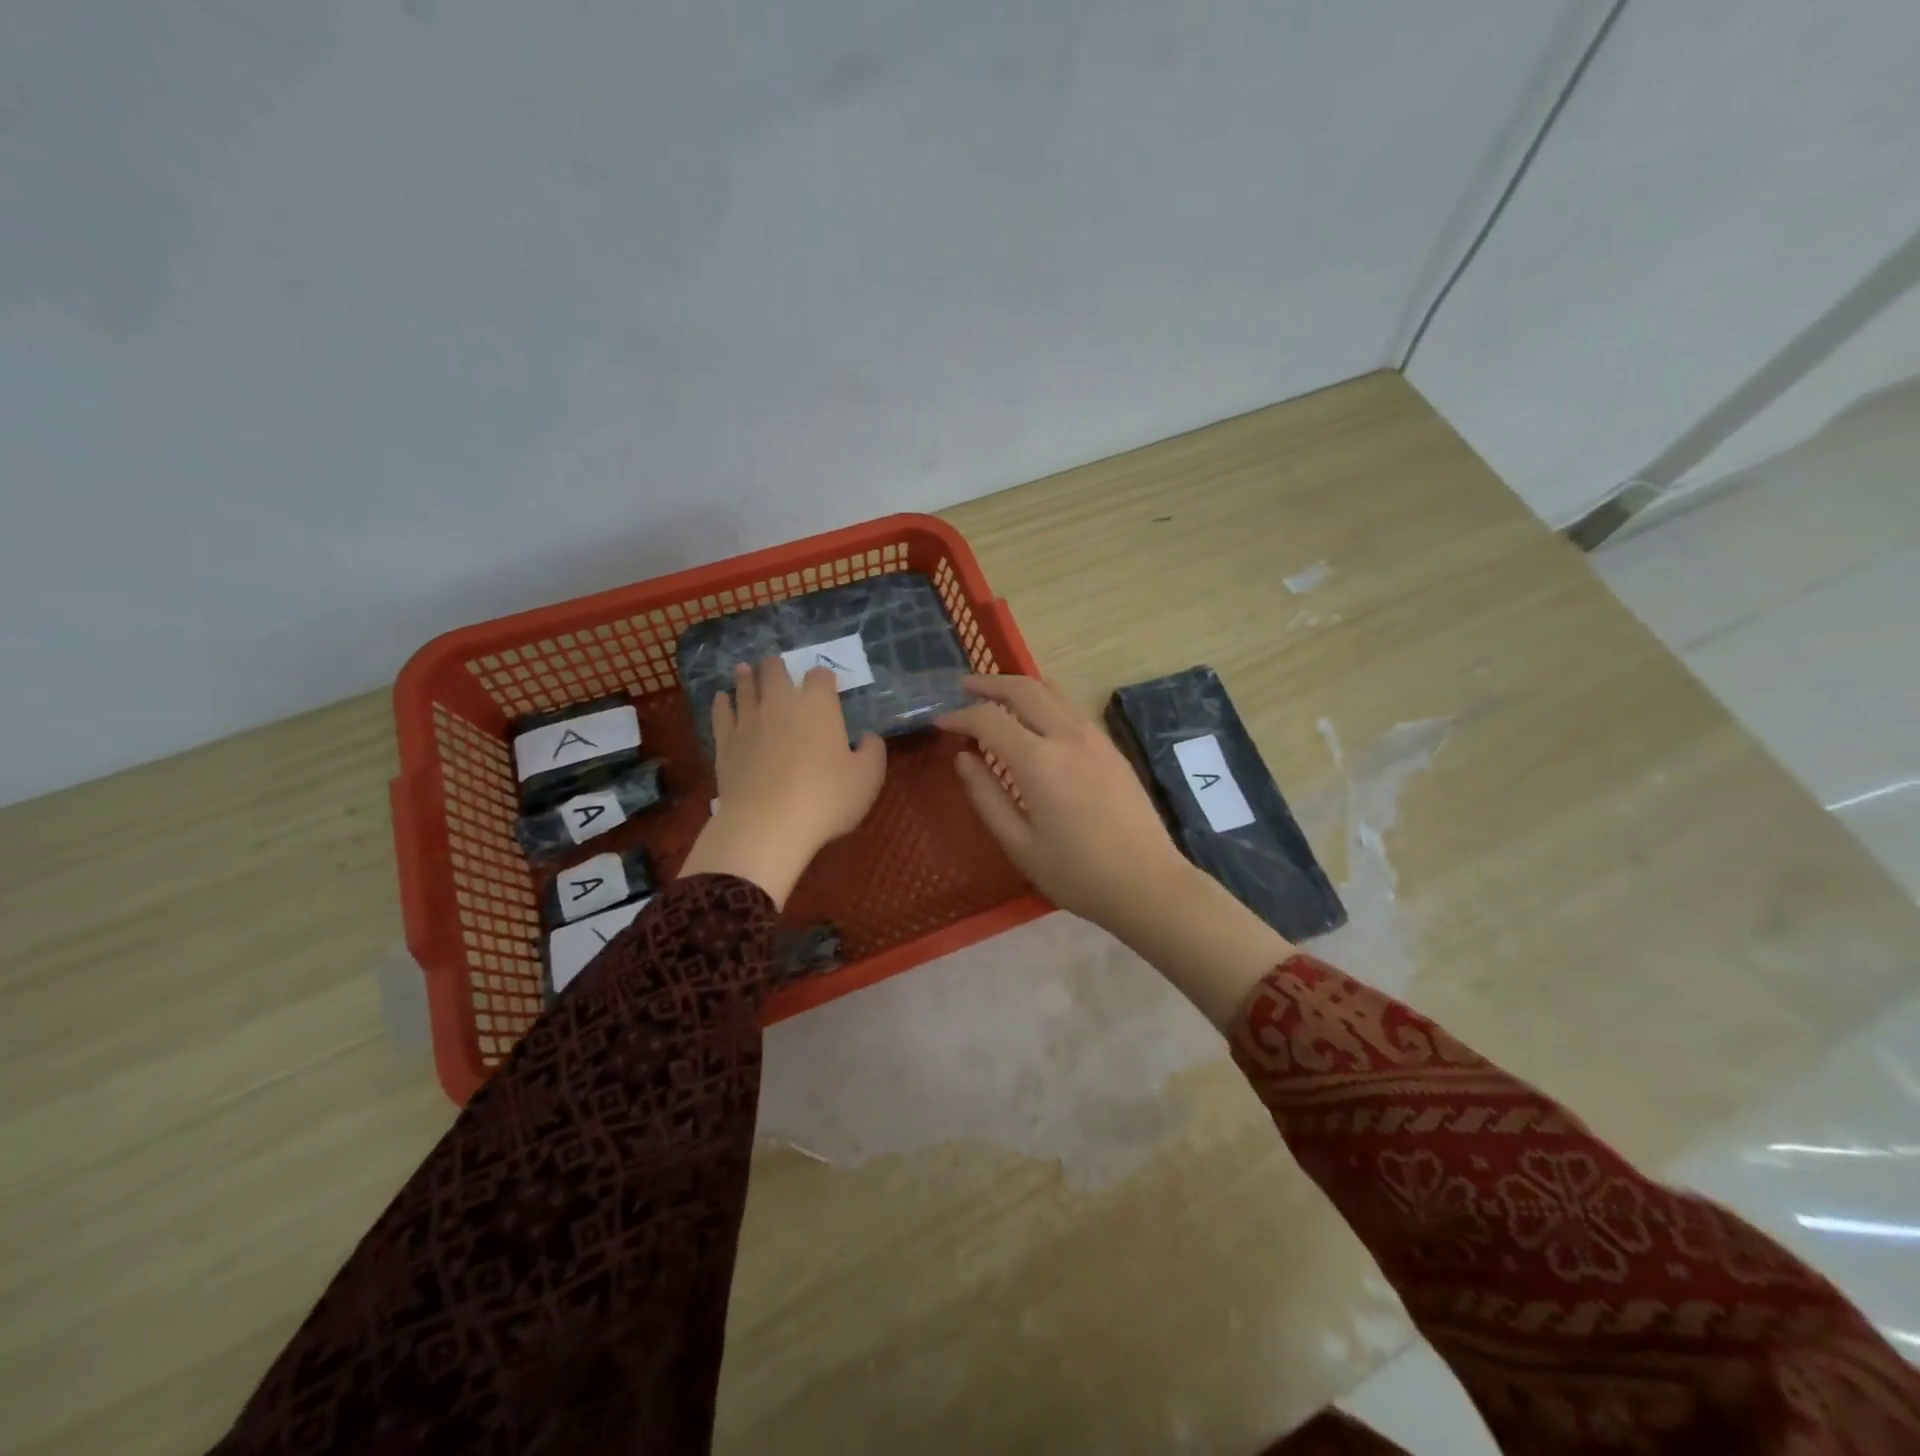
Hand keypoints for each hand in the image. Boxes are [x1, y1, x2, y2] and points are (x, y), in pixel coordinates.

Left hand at [679, 660, 886, 906]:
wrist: (768, 824)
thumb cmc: (826, 798)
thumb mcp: (867, 778)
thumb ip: (872, 751)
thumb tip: (868, 737)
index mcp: (818, 705)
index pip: (820, 676)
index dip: (824, 678)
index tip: (826, 684)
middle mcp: (780, 703)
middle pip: (775, 672)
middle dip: (778, 667)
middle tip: (776, 665)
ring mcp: (748, 721)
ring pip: (745, 688)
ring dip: (746, 677)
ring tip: (745, 669)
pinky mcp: (725, 743)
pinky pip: (721, 714)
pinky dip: (722, 703)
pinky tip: (721, 699)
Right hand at [938, 676, 1192, 932]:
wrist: (1148, 883)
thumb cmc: (1077, 873)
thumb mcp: (1019, 844)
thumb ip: (986, 796)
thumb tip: (963, 758)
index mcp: (1040, 762)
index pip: (989, 719)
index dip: (960, 717)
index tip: (940, 722)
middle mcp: (1068, 736)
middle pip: (1024, 688)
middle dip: (989, 684)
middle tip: (964, 688)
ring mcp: (1095, 738)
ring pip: (1052, 691)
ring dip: (1019, 687)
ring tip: (996, 698)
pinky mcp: (1111, 747)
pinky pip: (1070, 709)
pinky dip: (1044, 702)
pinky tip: (1034, 722)